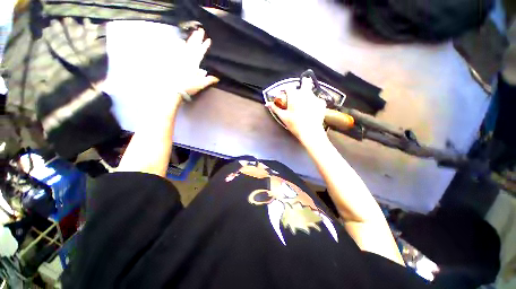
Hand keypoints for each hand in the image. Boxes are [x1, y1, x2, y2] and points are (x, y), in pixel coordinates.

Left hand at [146, 28, 218, 115]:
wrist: (174, 88)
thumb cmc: (188, 86)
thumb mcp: (201, 84)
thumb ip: (209, 80)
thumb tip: (216, 78)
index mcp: (194, 62)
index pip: (200, 52)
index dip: (204, 45)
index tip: (208, 39)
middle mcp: (186, 58)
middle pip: (192, 45)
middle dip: (197, 38)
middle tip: (200, 30)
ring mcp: (180, 58)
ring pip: (186, 46)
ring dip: (190, 40)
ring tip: (192, 34)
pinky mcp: (175, 61)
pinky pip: (178, 50)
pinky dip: (180, 46)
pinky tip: (180, 42)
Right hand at [266, 79, 326, 142]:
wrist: (310, 132)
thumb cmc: (295, 124)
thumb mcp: (283, 117)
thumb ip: (275, 108)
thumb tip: (267, 104)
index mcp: (294, 96)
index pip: (289, 87)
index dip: (286, 89)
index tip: (284, 94)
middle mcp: (305, 93)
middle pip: (305, 81)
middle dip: (302, 83)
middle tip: (299, 92)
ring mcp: (315, 97)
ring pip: (311, 91)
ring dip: (307, 95)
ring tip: (305, 104)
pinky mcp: (321, 103)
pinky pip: (317, 99)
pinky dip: (313, 102)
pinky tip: (311, 109)